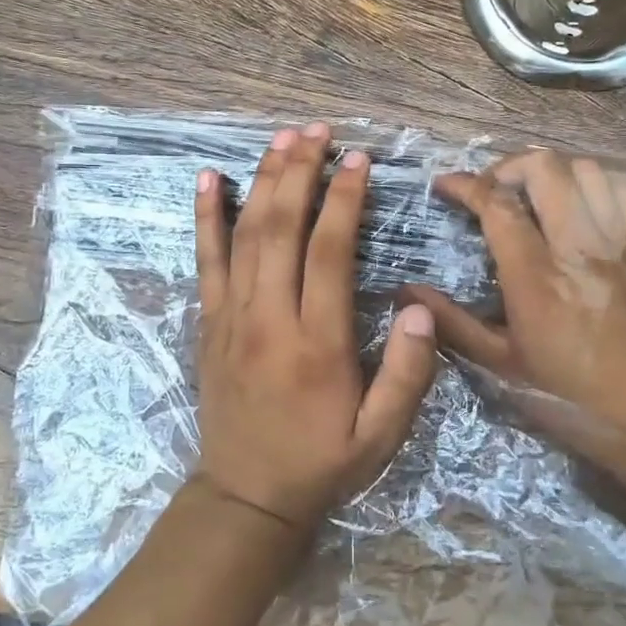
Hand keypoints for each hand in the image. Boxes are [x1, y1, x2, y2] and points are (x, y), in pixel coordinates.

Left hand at [193, 122, 439, 534]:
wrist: (246, 496)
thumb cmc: (321, 462)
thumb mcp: (382, 435)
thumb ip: (408, 373)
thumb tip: (419, 308)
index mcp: (316, 343)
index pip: (329, 252)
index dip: (344, 199)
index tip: (358, 159)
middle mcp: (269, 318)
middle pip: (281, 228)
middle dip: (300, 171)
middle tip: (318, 130)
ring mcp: (232, 316)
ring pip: (244, 233)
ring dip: (262, 180)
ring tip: (281, 138)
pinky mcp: (210, 322)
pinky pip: (205, 259)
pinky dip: (205, 216)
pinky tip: (207, 178)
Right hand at [401, 150, 625, 481]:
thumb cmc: (570, 399)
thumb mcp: (502, 368)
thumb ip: (453, 323)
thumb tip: (406, 292)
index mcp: (536, 278)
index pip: (497, 205)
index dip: (465, 185)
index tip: (444, 186)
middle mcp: (578, 248)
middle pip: (544, 168)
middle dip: (506, 167)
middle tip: (489, 191)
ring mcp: (616, 244)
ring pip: (586, 169)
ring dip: (551, 171)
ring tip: (531, 194)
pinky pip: (624, 190)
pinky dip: (595, 183)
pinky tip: (578, 204)